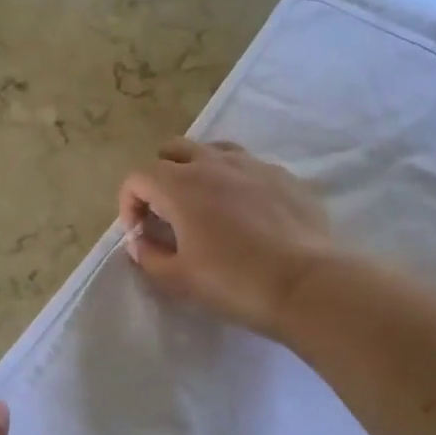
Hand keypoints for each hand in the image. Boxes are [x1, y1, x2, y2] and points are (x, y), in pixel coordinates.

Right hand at [117, 138, 331, 338]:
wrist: (305, 284)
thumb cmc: (233, 282)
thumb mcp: (178, 279)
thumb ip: (149, 257)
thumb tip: (140, 242)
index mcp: (180, 185)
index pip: (138, 177)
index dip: (130, 203)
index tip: (140, 233)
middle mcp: (213, 163)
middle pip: (173, 151)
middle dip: (161, 177)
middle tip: (168, 213)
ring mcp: (252, 164)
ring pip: (212, 151)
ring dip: (198, 171)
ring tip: (206, 205)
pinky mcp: (283, 175)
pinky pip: (248, 166)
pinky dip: (236, 181)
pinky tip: (248, 213)